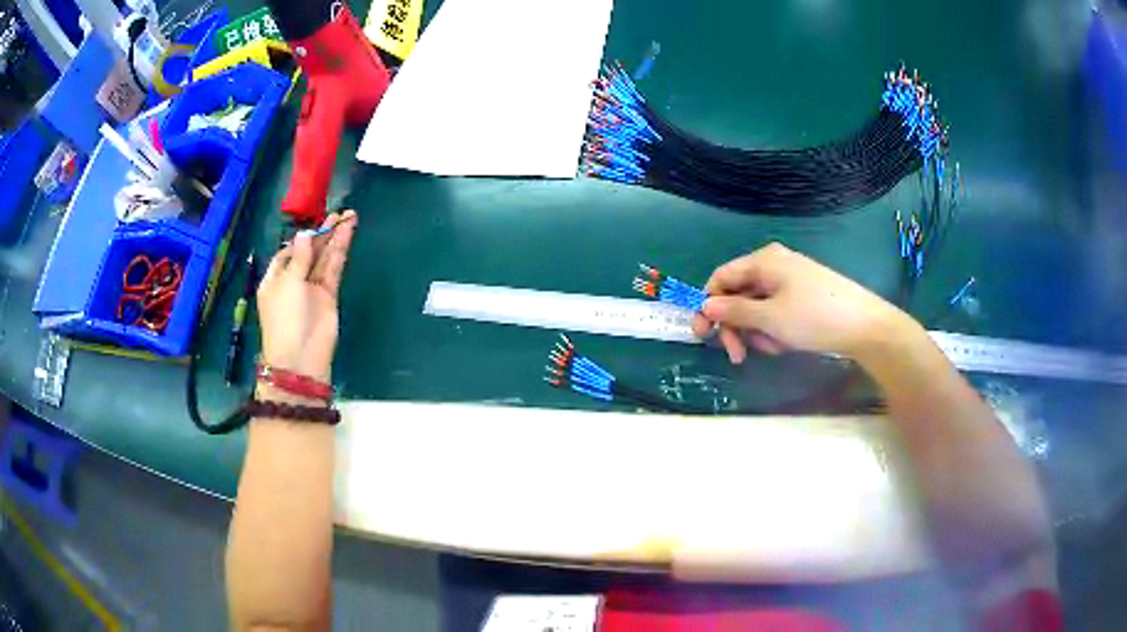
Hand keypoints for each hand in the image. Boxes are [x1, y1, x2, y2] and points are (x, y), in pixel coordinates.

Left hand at [257, 210, 356, 382]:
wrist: (301, 357)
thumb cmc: (285, 319)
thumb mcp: (288, 284)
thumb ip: (300, 257)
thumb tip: (305, 234)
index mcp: (275, 279)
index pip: (288, 252)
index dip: (301, 238)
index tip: (314, 225)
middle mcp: (293, 281)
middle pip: (309, 252)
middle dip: (323, 233)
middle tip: (339, 213)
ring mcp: (312, 288)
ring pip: (324, 257)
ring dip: (335, 237)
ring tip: (349, 216)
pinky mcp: (328, 295)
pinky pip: (333, 268)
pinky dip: (340, 251)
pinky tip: (347, 234)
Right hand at [691, 243, 910, 363]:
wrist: (864, 326)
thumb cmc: (813, 317)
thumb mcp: (769, 319)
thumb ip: (733, 312)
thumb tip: (705, 307)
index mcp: (763, 260)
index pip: (721, 278)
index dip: (708, 305)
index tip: (703, 337)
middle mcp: (774, 264)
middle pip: (738, 294)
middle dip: (735, 326)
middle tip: (738, 356)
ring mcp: (790, 280)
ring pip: (756, 307)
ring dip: (757, 332)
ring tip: (774, 349)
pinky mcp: (803, 295)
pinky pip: (775, 311)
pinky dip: (774, 329)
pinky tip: (786, 344)